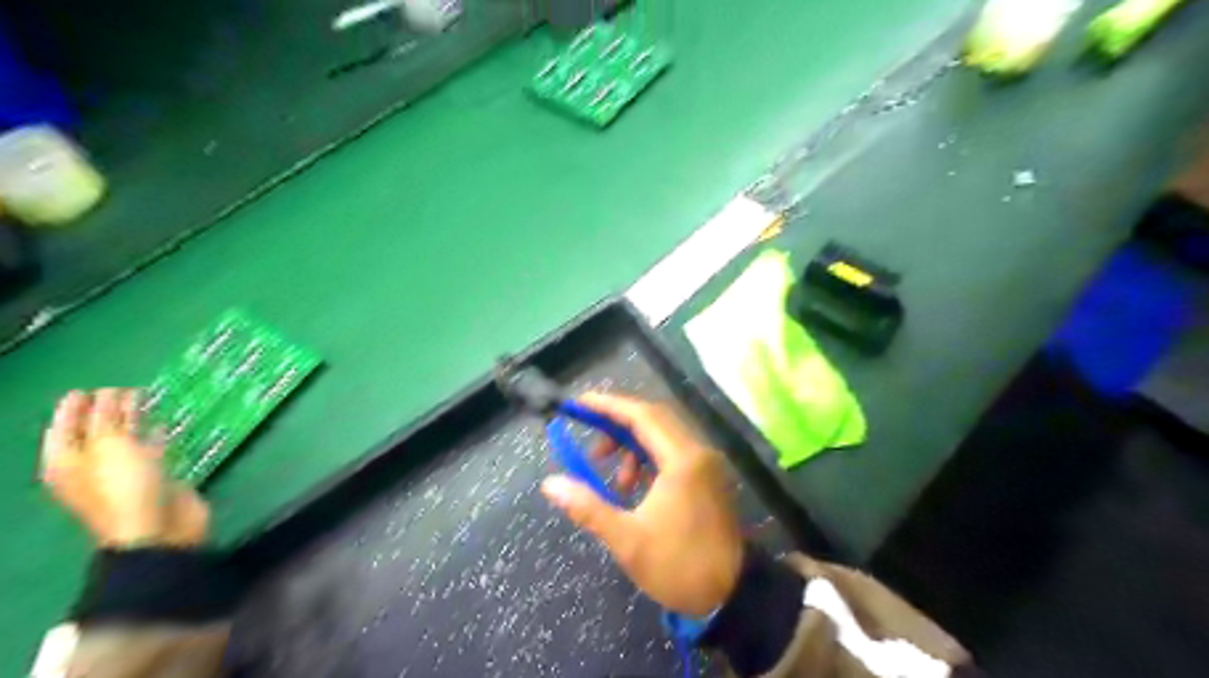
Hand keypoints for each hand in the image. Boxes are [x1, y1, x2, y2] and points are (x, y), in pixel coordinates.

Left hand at [41, 390, 208, 548]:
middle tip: (121, 389)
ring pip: (124, 440)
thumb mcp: (109, 447)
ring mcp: (123, 474)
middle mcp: (90, 467)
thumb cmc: (125, 488)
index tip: (86, 388)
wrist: (159, 529)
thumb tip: (112, 395)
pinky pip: (151, 449)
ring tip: (145, 400)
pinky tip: (163, 425)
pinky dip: (155, 436)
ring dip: (133, 421)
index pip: (63, 429)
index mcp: (66, 463)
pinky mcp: (155, 477)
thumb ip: (108, 419)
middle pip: (94, 433)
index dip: (72, 409)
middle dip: (105, 411)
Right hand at [542, 393, 747, 618]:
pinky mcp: (709, 477)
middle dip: (618, 426)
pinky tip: (634, 487)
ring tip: (613, 480)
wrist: (732, 595)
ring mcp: (707, 464)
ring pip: (664, 437)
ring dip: (633, 447)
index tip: (579, 404)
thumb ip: (588, 507)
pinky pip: (674, 453)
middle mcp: (698, 452)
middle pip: (654, 420)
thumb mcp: (627, 540)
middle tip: (591, 445)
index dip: (608, 406)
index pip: (642, 415)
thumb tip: (551, 484)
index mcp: (682, 460)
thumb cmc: (679, 566)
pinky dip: (649, 460)